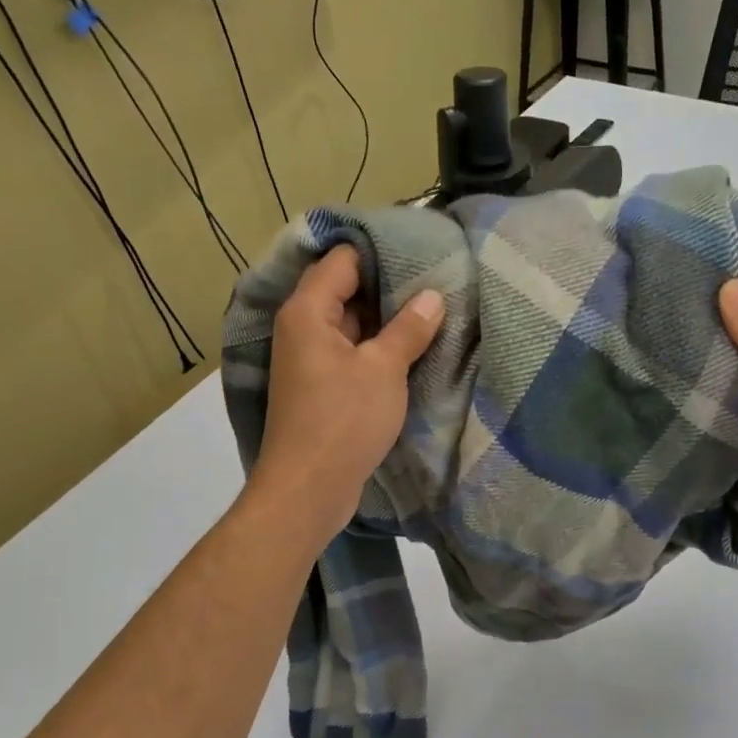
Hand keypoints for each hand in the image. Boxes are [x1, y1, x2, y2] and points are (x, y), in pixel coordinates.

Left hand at [247, 246, 444, 542]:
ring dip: (386, 320)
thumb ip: (409, 329)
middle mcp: (302, 328)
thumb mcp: (384, 369)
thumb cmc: (343, 420)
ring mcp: (311, 359)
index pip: (341, 260)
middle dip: (389, 285)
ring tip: (433, 309)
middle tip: (435, 278)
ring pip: (352, 324)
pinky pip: (352, 352)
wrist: (308, 489)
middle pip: (345, 290)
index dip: (379, 251)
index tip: (420, 248)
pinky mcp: (322, 386)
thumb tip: (433, 296)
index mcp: (307, 312)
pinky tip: (413, 348)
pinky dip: (378, 347)